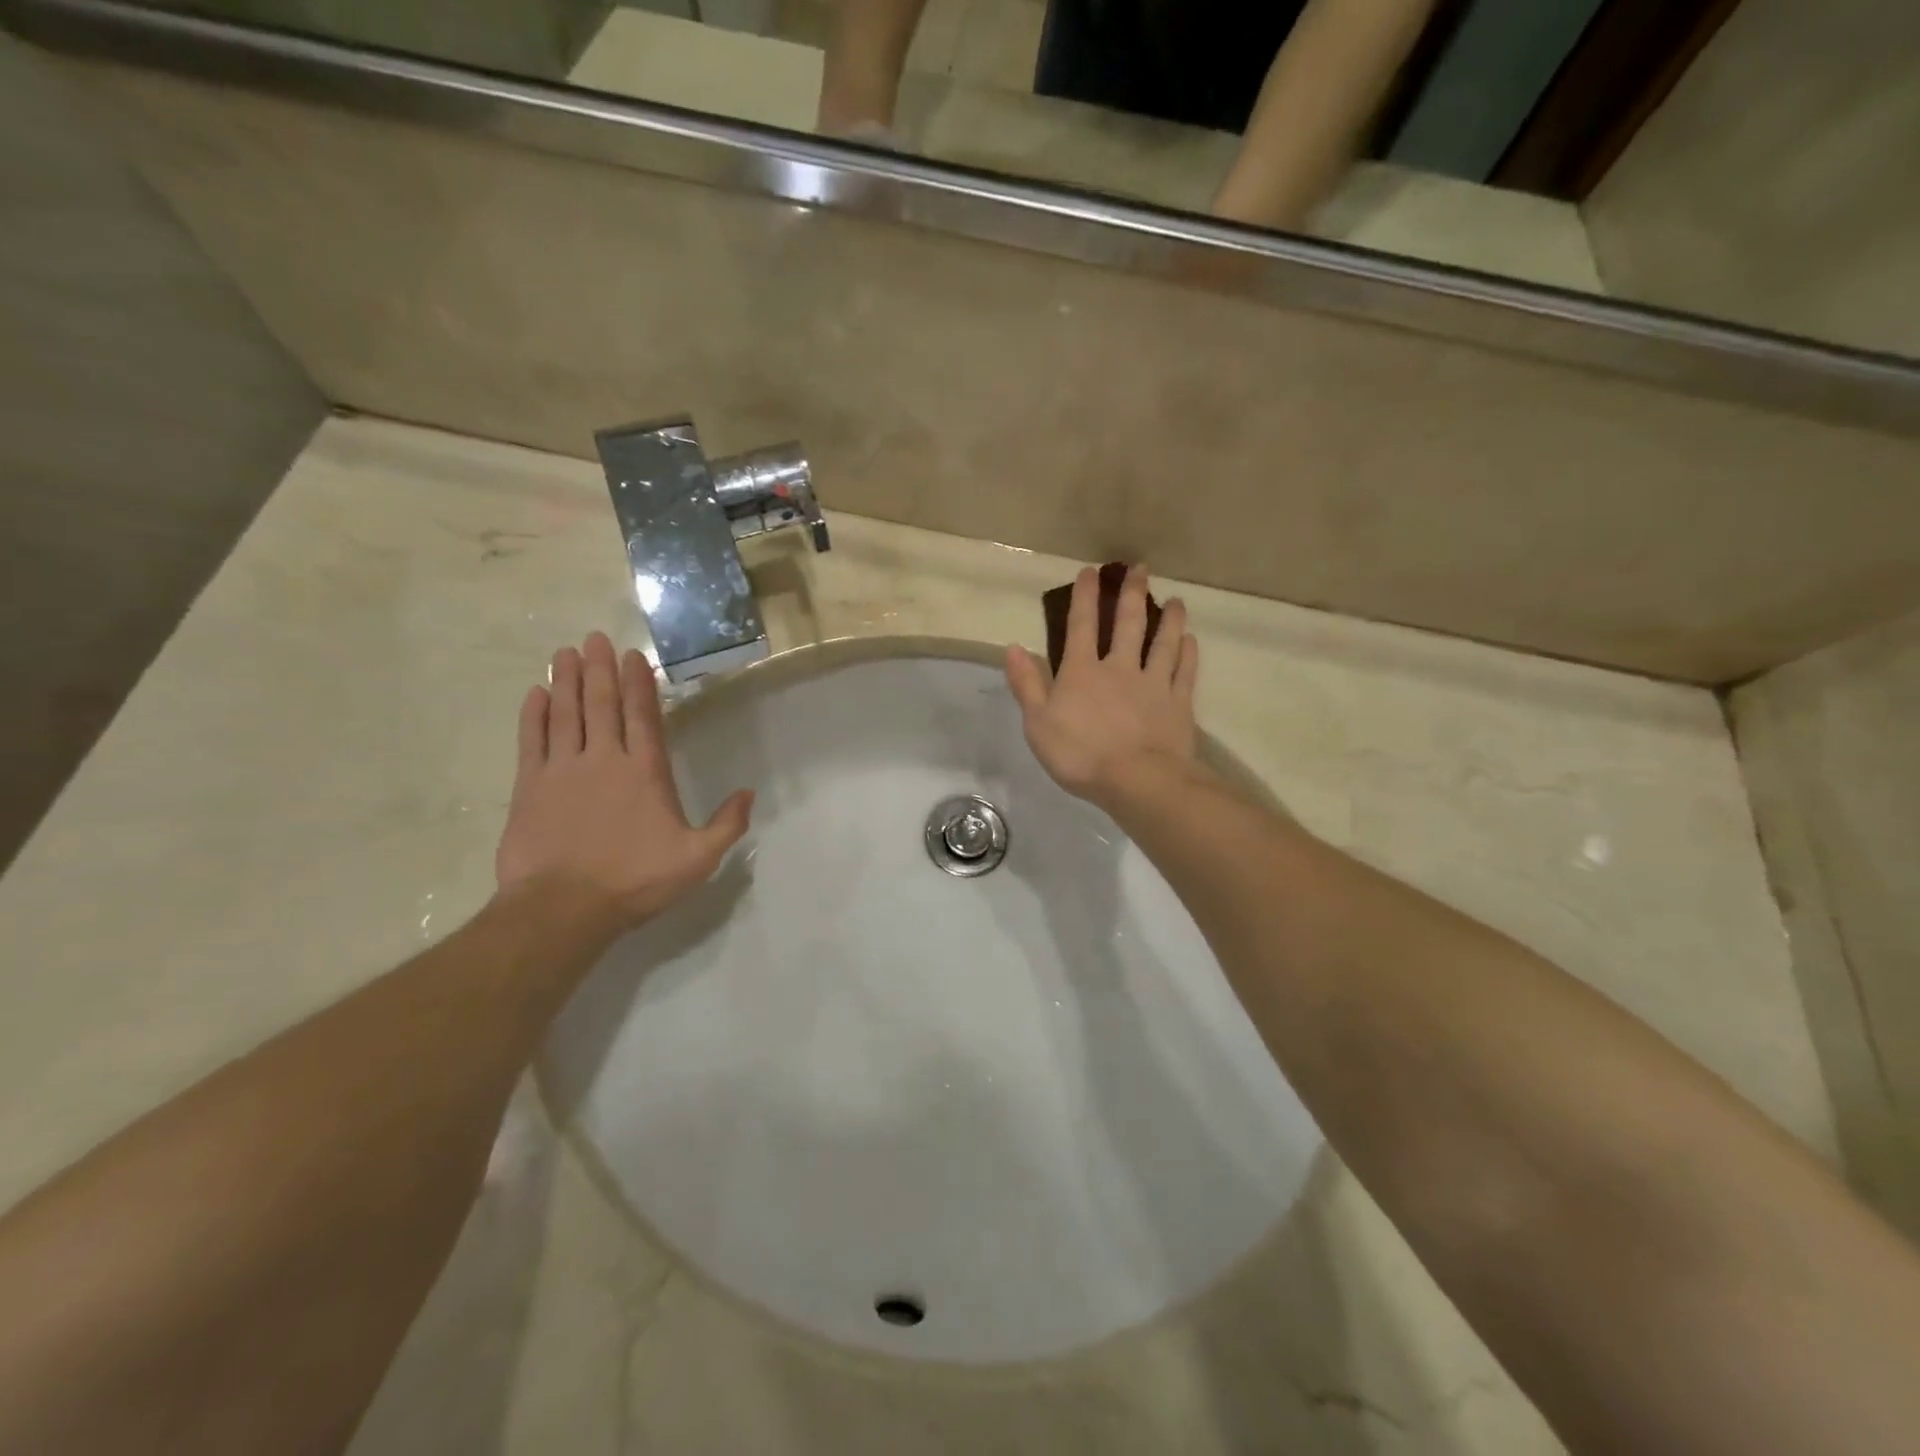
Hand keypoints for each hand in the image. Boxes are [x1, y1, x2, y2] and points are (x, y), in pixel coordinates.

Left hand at [496, 633, 751, 932]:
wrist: (565, 908)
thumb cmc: (636, 881)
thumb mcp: (697, 859)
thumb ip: (727, 824)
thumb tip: (749, 793)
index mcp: (645, 772)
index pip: (643, 716)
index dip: (638, 683)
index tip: (632, 655)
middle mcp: (604, 759)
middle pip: (601, 704)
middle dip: (600, 668)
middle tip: (595, 637)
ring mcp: (563, 770)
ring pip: (565, 713)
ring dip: (567, 681)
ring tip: (566, 652)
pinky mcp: (530, 787)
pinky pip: (532, 740)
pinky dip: (533, 715)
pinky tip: (535, 694)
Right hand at [1005, 565, 1200, 807]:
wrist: (1138, 781)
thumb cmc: (1081, 754)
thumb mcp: (1038, 723)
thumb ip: (1027, 684)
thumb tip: (1013, 647)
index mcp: (1083, 672)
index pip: (1081, 626)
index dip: (1084, 597)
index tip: (1090, 572)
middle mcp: (1120, 668)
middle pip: (1128, 624)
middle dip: (1131, 594)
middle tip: (1140, 568)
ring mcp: (1154, 684)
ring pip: (1163, 643)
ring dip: (1169, 619)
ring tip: (1176, 599)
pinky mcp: (1179, 704)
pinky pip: (1184, 672)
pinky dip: (1188, 654)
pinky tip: (1190, 640)